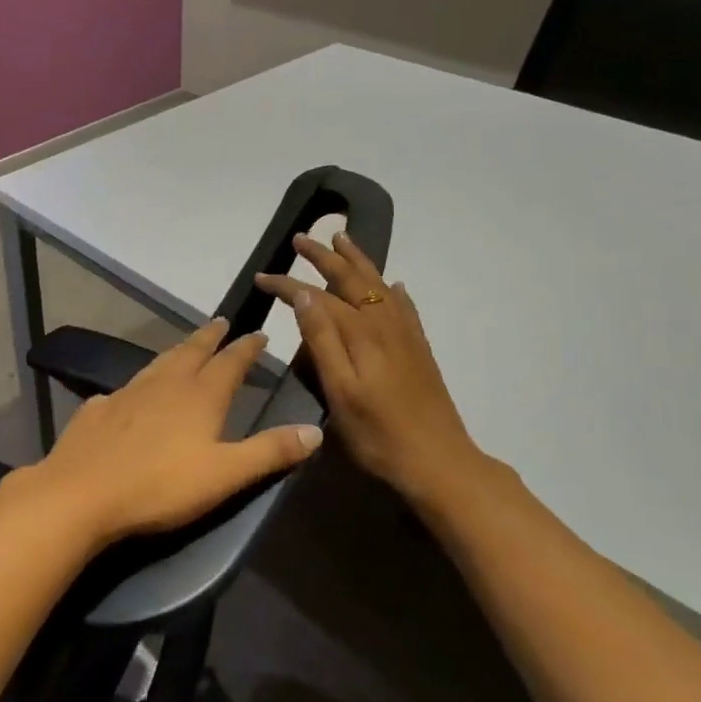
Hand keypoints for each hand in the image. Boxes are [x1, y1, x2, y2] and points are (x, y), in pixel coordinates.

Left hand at [26, 318, 321, 546]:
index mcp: (199, 396)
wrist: (81, 492)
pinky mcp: (98, 408)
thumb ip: (269, 452)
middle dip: (210, 337)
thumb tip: (315, 430)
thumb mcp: (225, 474)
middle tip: (221, 321)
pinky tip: (132, 391)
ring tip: (186, 346)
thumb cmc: (160, 486)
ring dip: (177, 351)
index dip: (246, 348)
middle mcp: (164, 384)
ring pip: (158, 362)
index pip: (230, 362)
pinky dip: (139, 382)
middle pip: (192, 351)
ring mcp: (127, 392)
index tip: (259, 332)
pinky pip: (124, 388)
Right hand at [256, 232, 487, 503]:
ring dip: (357, 260)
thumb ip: (322, 341)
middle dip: (324, 257)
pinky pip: (403, 305)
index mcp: (360, 333)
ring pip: (378, 284)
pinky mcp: (418, 348)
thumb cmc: (379, 434)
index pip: (317, 296)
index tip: (261, 276)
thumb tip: (304, 295)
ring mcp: (405, 334)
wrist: (439, 462)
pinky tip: (392, 285)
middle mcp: (383, 323)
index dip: (287, 284)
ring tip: (342, 239)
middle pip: (351, 279)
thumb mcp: (340, 392)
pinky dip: (391, 289)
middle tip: (302, 239)